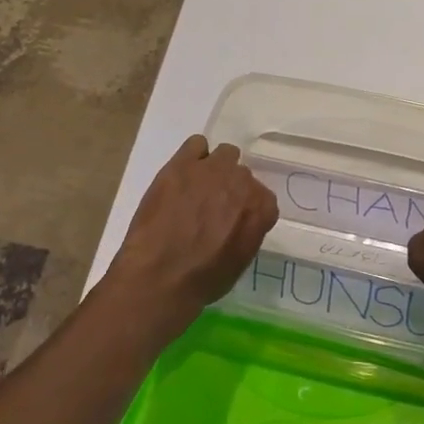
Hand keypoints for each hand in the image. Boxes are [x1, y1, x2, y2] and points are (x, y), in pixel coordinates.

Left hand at [107, 135, 278, 318]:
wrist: (160, 276)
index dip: (246, 210)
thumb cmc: (202, 280)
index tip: (233, 222)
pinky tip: (182, 175)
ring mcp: (212, 169)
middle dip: (230, 189)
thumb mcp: (240, 263)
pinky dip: (193, 156)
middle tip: (212, 208)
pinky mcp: (182, 164)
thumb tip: (240, 222)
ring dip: (216, 169)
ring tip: (197, 189)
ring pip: (225, 154)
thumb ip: (248, 232)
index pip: (263, 199)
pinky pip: (196, 144)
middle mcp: (242, 182)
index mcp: (262, 208)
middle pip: (242, 175)